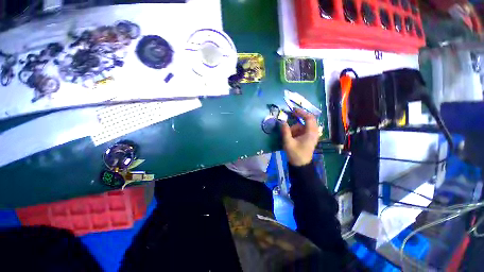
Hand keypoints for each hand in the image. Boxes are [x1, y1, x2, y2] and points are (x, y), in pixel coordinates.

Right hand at [280, 108, 318, 166]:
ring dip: (294, 128)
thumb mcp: (288, 142)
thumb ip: (285, 131)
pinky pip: (301, 130)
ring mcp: (311, 135)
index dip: (301, 112)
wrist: (300, 165)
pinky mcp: (308, 137)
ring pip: (302, 126)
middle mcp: (313, 132)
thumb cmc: (295, 154)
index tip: (293, 109)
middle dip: (297, 119)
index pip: (309, 118)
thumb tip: (282, 121)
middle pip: (306, 120)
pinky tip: (290, 138)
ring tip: (288, 137)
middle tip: (289, 117)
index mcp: (311, 133)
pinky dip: (295, 131)